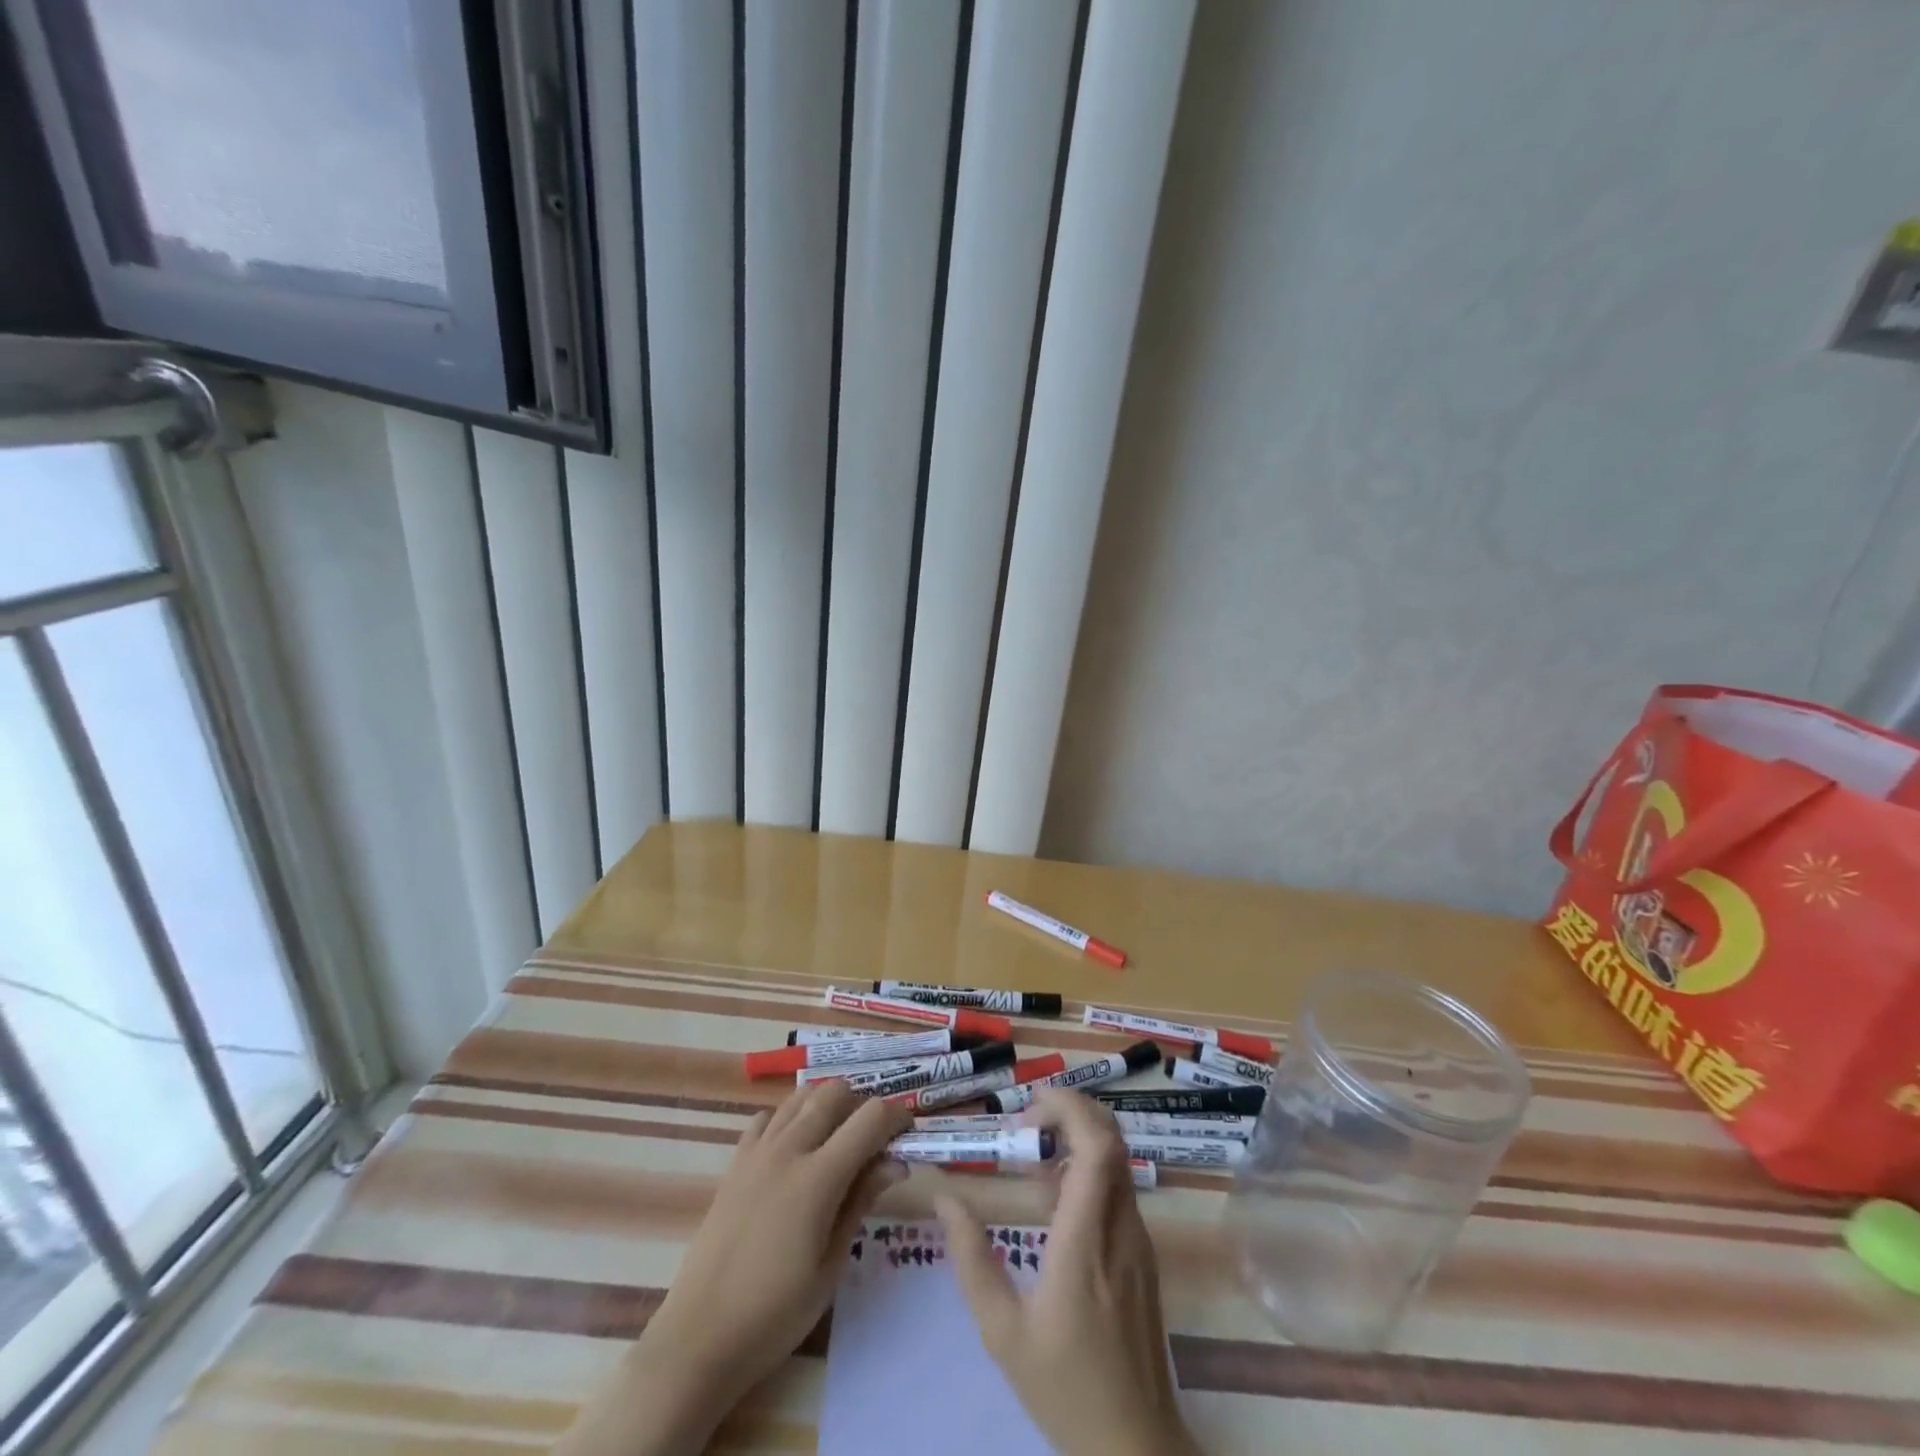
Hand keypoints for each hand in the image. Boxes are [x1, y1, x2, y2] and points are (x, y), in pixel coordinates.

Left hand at [554, 1081, 911, 1455]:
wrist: (700, 1336)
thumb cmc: (776, 1313)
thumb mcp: (831, 1265)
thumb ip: (861, 1202)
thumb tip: (896, 1162)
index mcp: (818, 1176)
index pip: (870, 1118)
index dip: (896, 1116)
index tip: (907, 1133)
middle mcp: (789, 1149)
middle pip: (835, 1092)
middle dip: (862, 1104)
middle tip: (873, 1139)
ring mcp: (758, 1151)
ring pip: (801, 1096)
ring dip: (826, 1104)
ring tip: (837, 1139)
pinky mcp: (735, 1162)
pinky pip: (767, 1117)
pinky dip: (789, 1118)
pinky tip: (795, 1149)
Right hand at [937, 1090, 1199, 1455]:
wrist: (1137, 1448)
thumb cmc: (1065, 1389)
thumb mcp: (1003, 1332)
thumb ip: (972, 1261)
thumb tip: (945, 1199)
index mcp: (1086, 1242)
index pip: (1097, 1149)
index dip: (1070, 1110)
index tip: (1031, 1106)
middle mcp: (1121, 1228)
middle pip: (1112, 1140)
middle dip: (1072, 1112)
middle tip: (1027, 1124)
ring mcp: (1138, 1240)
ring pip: (1117, 1161)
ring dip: (1078, 1140)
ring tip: (1032, 1157)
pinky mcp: (1142, 1254)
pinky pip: (1117, 1189)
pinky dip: (1088, 1171)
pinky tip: (1053, 1199)